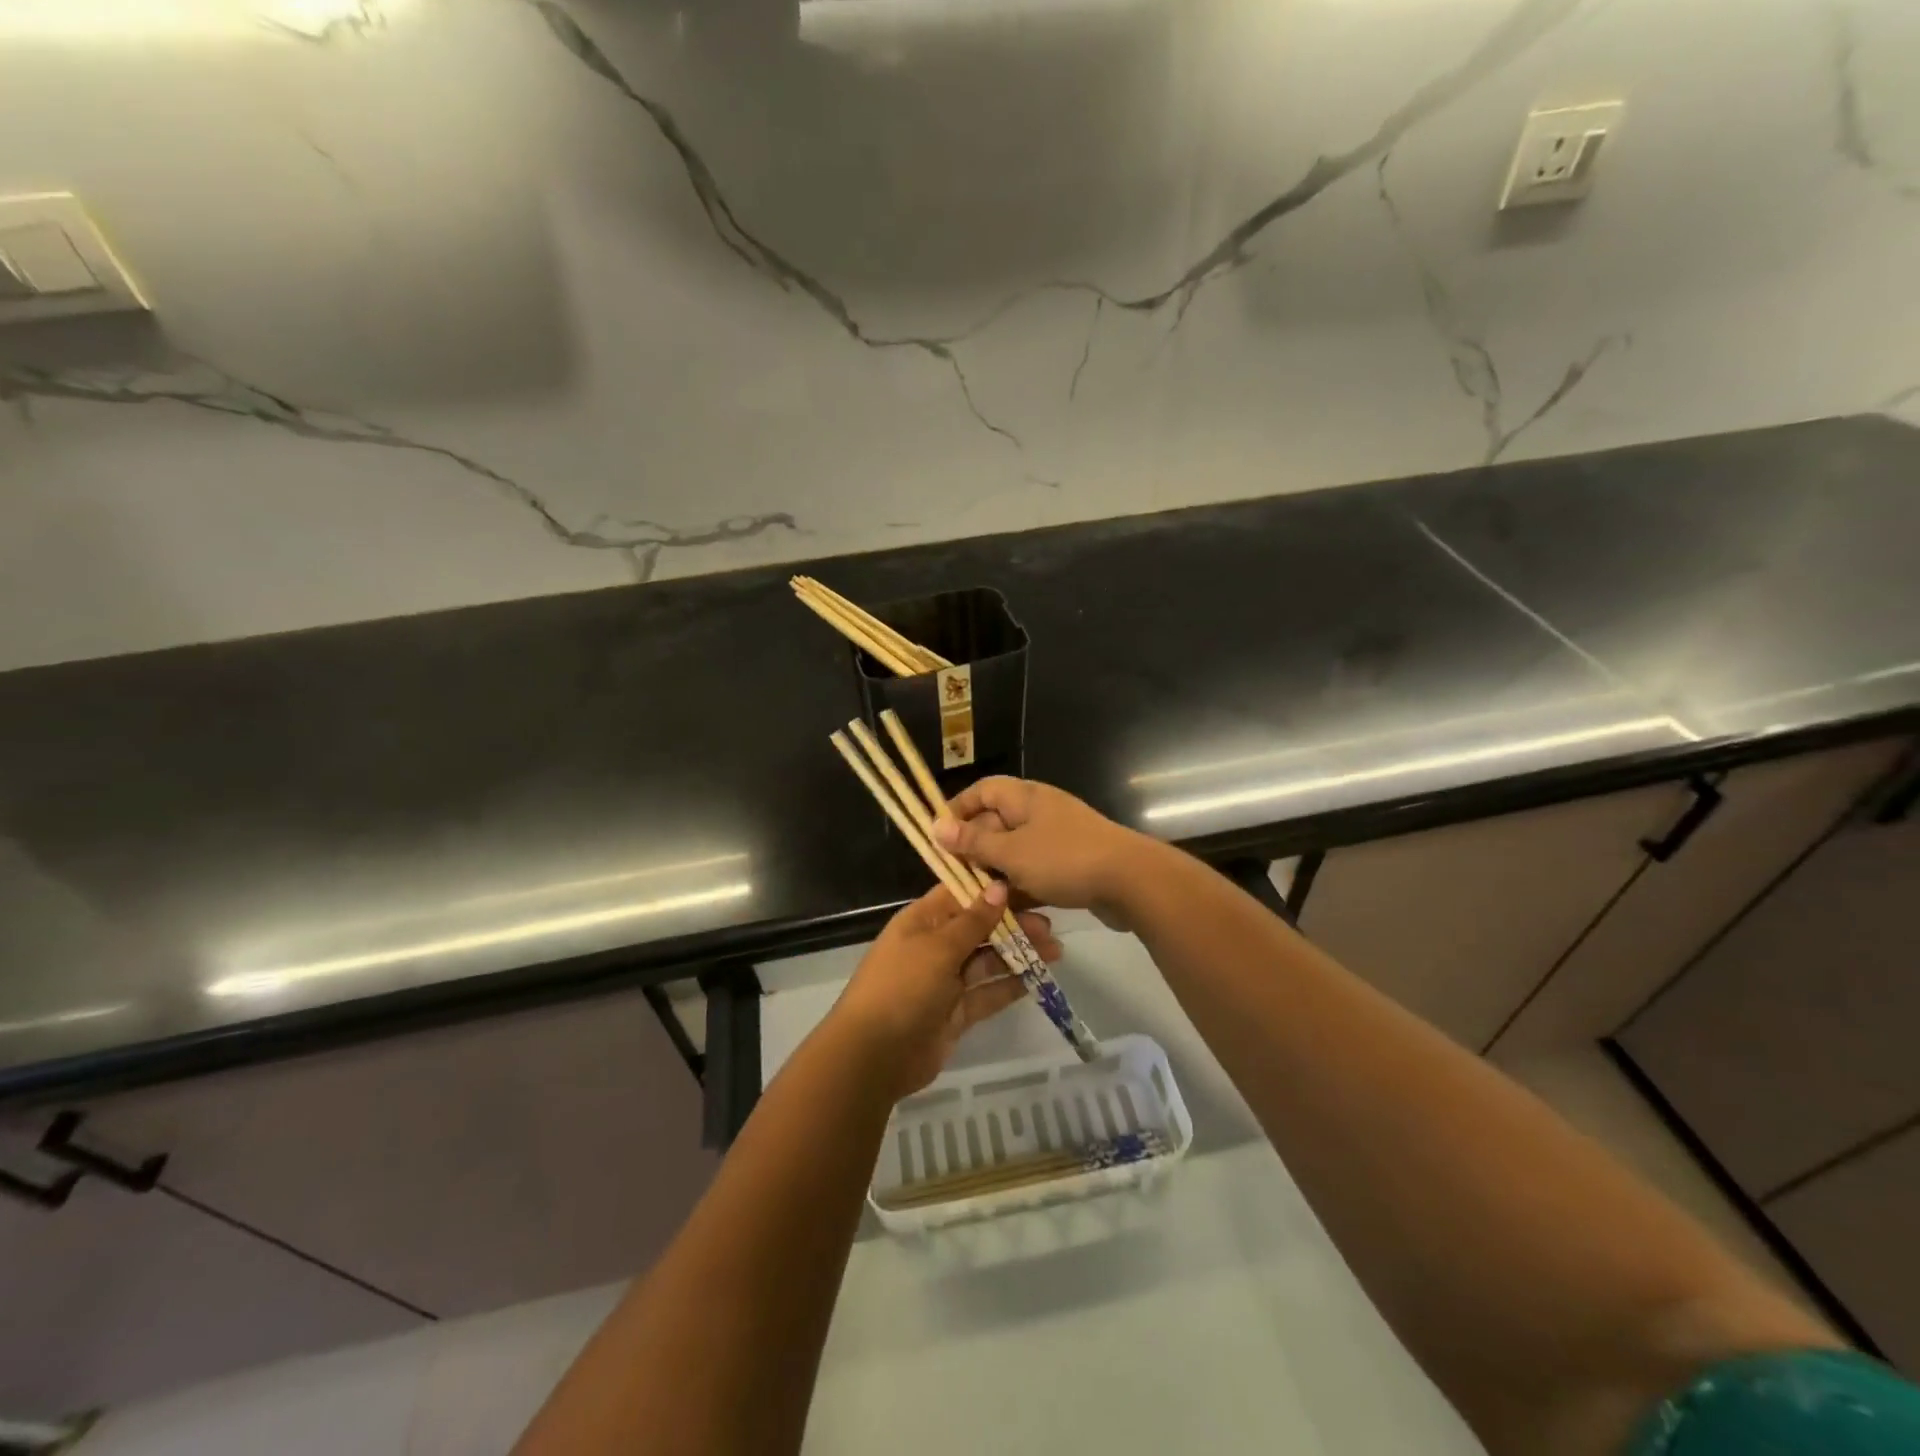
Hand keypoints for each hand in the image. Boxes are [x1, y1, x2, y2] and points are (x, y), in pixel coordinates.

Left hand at [827, 882, 1060, 1098]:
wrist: (873, 1056)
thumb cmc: (902, 987)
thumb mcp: (938, 948)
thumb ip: (973, 920)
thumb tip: (998, 886)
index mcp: (922, 921)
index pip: (961, 894)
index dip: (993, 889)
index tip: (1030, 882)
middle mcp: (934, 946)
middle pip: (979, 927)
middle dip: (1013, 924)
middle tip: (1051, 925)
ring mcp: (945, 981)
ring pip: (988, 960)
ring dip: (1018, 954)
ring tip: (1056, 950)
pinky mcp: (956, 1013)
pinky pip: (988, 993)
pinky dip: (1011, 986)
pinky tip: (1039, 978)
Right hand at [932, 777, 1150, 924]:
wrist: (1131, 882)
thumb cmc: (1064, 859)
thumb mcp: (1011, 852)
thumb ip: (974, 841)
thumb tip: (937, 826)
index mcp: (1024, 797)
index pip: (982, 790)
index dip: (958, 809)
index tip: (939, 837)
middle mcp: (1040, 811)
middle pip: (996, 822)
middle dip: (975, 848)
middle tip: (955, 876)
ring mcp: (1058, 838)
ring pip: (1015, 851)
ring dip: (997, 873)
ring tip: (977, 899)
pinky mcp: (1071, 864)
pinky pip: (1036, 870)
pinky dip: (1022, 886)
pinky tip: (1010, 910)